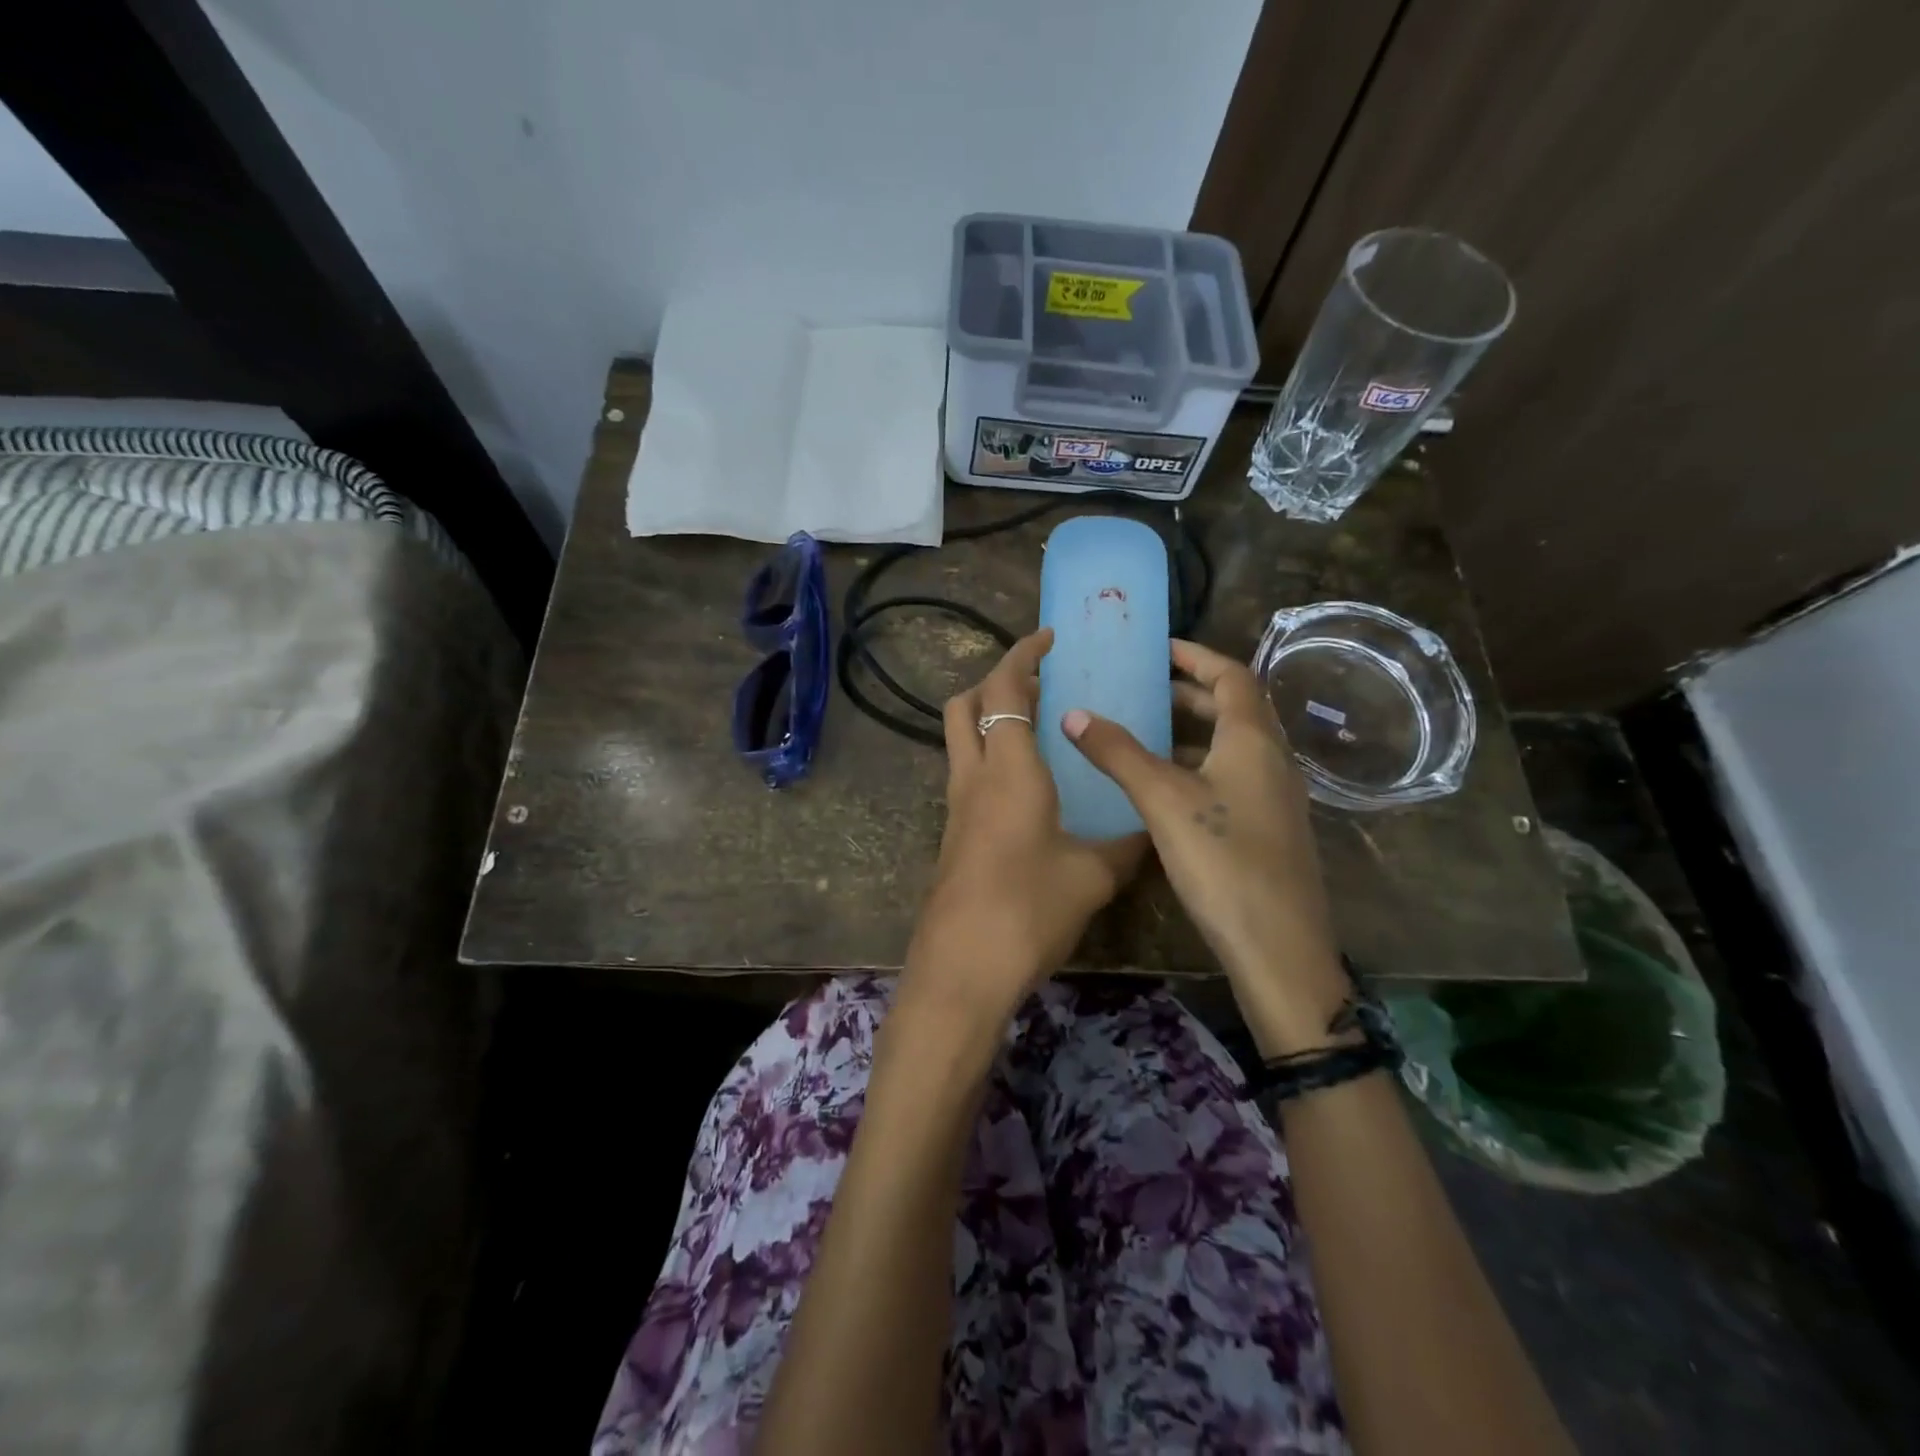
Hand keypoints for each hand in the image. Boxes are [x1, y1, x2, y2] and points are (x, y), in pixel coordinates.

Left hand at [907, 630, 1145, 1022]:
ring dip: (991, 720)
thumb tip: (1150, 831)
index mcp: (1009, 770)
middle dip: (995, 682)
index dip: (1022, 654)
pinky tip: (1029, 788)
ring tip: (1040, 730)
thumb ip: (1125, 846)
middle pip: (965, 705)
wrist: (962, 968)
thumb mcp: (1092, 876)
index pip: (1003, 689)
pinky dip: (991, 759)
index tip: (1049, 637)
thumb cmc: (1028, 910)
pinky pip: (967, 775)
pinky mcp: (953, 835)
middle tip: (1040, 684)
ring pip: (961, 740)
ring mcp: (957, 807)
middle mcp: (974, 777)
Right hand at [1062, 639, 1350, 1055]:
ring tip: (1147, 731)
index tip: (1159, 649)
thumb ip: (1118, 754)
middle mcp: (1272, 759)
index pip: (1231, 675)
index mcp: (1254, 740)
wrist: (1278, 947)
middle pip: (1236, 708)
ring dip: (1195, 730)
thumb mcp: (1163, 800)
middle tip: (1145, 689)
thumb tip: (1074, 713)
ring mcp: (1275, 796)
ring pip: (1234, 745)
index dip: (1196, 656)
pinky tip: (1166, 787)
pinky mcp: (1268, 828)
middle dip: (1191, 692)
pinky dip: (1200, 764)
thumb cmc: (1222, 860)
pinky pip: (1233, 775)